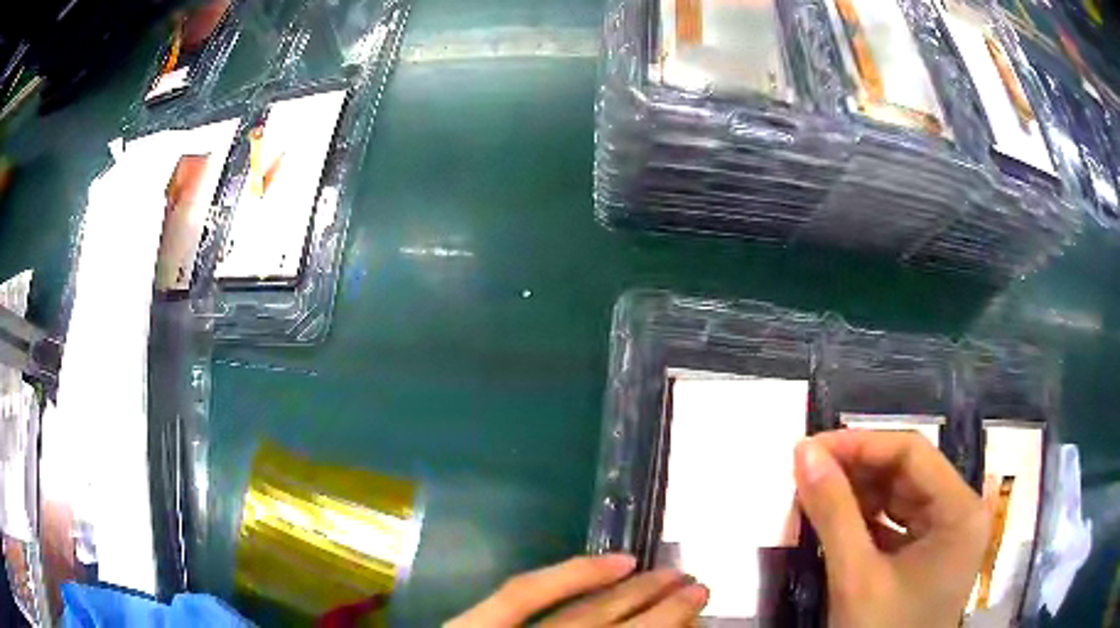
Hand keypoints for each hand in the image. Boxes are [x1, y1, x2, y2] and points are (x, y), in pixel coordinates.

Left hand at [446, 554, 708, 626]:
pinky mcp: (474, 625)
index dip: (667, 627)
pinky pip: (524, 593)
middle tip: (697, 586)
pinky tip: (612, 561)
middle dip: (661, 610)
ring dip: (631, 591)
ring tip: (667, 572)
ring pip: (584, 613)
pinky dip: (571, 574)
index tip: (700, 609)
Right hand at [794, 431, 987, 627]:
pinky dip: (865, 519)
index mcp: (959, 511)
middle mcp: (961, 512)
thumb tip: (803, 452)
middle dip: (855, 470)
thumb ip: (833, 513)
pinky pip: (898, 521)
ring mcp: (948, 533)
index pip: (912, 453)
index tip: (810, 448)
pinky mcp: (930, 552)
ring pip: (901, 495)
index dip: (859, 444)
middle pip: (908, 472)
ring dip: (857, 494)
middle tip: (806, 472)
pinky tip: (836, 520)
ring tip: (815, 493)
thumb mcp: (855, 578)